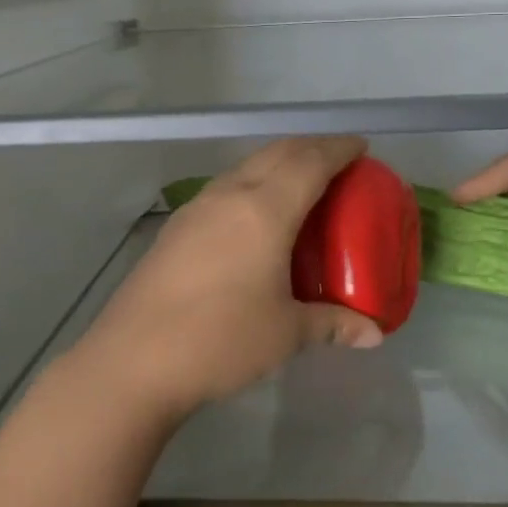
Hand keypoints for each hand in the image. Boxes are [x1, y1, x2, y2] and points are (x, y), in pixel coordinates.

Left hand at [75, 137, 385, 422]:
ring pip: (246, 166)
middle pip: (277, 152)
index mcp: (264, 210)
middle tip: (338, 160)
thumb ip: (332, 324)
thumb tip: (374, 334)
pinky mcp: (176, 226)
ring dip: (278, 162)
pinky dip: (252, 183)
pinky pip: (225, 187)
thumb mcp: (285, 333)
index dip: (339, 149)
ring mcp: (197, 208)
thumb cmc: (220, 339)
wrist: (133, 359)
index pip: (310, 162)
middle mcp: (230, 195)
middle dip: (311, 147)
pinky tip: (254, 216)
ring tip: (300, 183)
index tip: (361, 147)